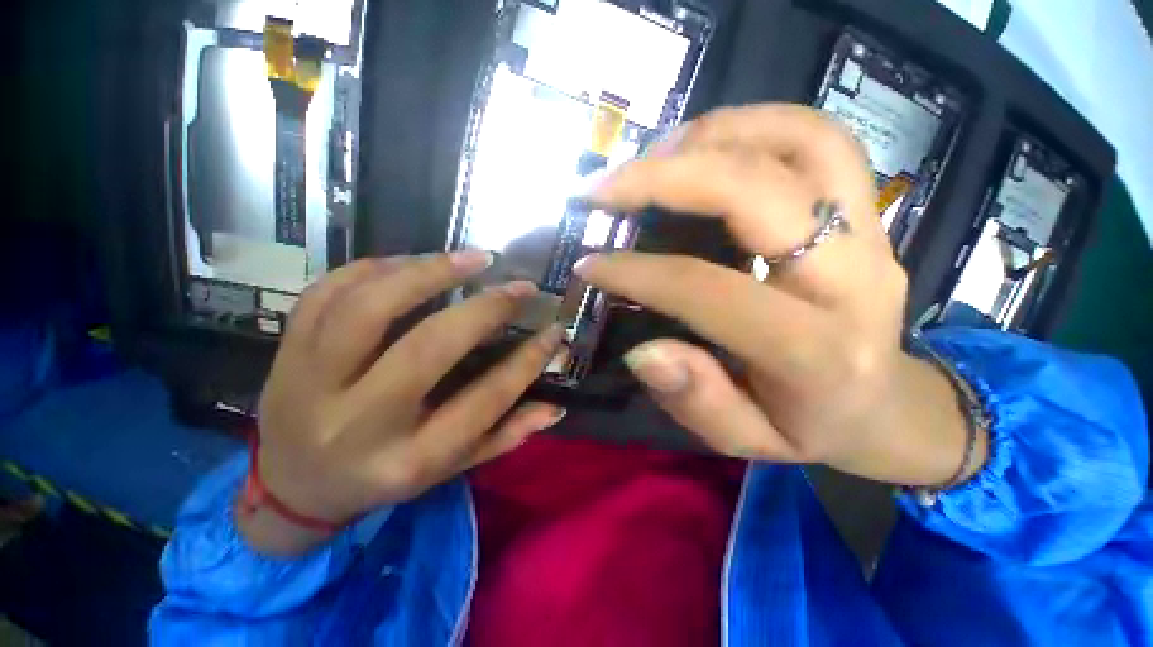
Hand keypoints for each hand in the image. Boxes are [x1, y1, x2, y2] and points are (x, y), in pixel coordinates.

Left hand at [240, 252, 564, 554]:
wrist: (293, 485)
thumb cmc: (382, 478)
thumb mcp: (448, 469)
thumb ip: (504, 437)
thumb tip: (555, 407)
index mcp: (408, 459)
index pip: (484, 401)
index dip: (528, 360)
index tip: (554, 331)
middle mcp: (359, 422)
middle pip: (428, 348)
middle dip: (486, 309)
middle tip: (521, 287)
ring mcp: (311, 383)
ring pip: (369, 308)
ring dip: (429, 272)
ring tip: (475, 259)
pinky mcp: (286, 352)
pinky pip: (328, 292)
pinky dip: (378, 267)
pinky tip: (416, 262)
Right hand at [575, 104, 985, 485]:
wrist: (886, 406)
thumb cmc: (808, 427)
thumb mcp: (745, 440)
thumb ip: (696, 400)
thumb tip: (642, 352)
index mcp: (816, 351)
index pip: (708, 289)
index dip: (637, 273)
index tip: (589, 264)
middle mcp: (853, 276)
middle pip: (758, 190)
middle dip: (664, 177)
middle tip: (604, 187)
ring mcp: (871, 231)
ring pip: (801, 140)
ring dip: (712, 135)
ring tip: (650, 157)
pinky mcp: (867, 210)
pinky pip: (818, 138)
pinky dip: (751, 125)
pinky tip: (702, 148)